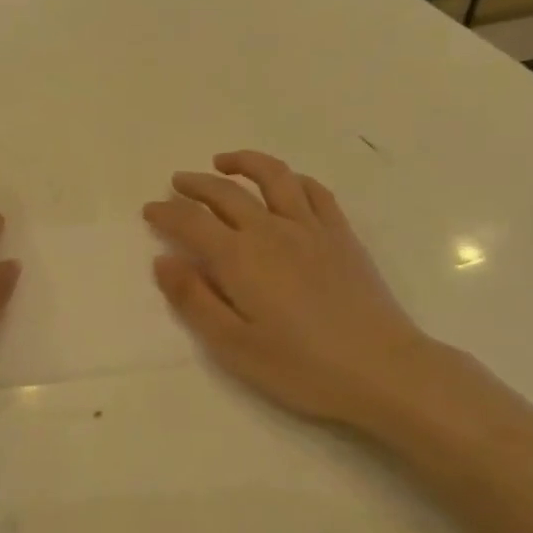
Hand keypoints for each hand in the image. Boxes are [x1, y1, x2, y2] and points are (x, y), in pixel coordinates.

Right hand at [143, 151, 435, 427]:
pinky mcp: (341, 235)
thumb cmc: (301, 366)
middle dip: (195, 184)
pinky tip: (285, 184)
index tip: (150, 209)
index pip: (191, 222)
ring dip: (244, 163)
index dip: (166, 212)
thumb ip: (194, 300)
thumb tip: (164, 260)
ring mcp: (311, 228)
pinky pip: (315, 192)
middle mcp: (271, 230)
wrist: (383, 370)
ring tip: (224, 162)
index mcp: (239, 257)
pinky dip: (292, 179)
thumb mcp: (233, 345)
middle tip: (177, 183)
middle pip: (225, 193)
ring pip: (273, 177)